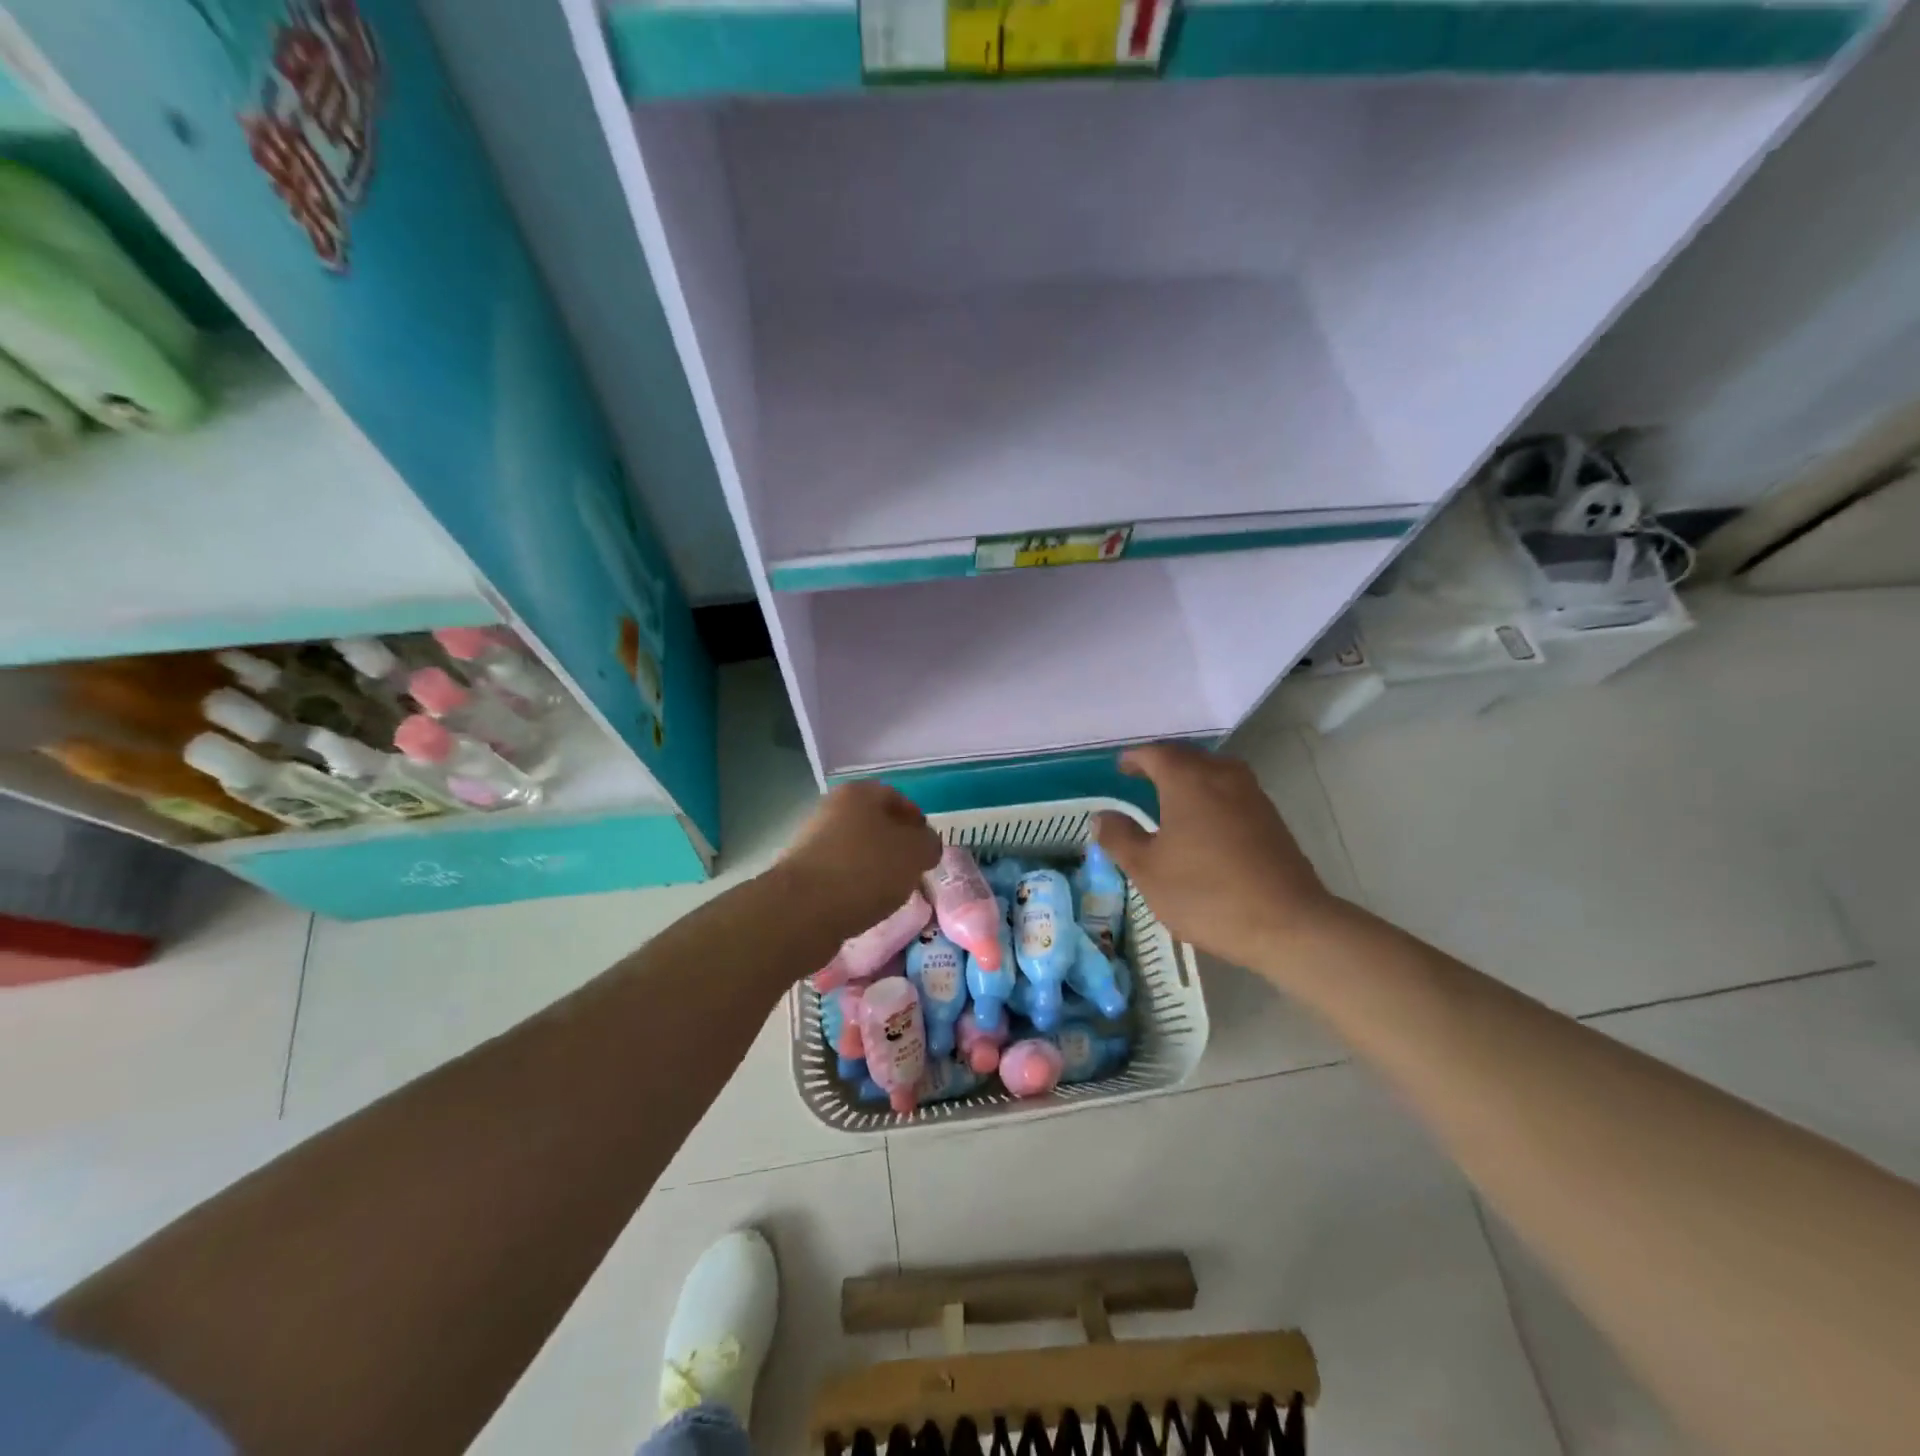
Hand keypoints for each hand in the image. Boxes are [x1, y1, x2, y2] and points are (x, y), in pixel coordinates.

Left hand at [781, 781, 941, 937]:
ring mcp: (812, 841)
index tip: (928, 847)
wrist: (803, 910)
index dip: (917, 820)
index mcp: (858, 793)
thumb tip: (925, 845)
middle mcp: (831, 809)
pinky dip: (855, 886)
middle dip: (896, 846)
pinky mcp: (802, 873)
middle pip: (873, 824)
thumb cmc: (866, 869)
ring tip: (892, 893)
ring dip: (876, 867)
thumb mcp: (915, 853)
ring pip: (856, 850)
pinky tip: (866, 905)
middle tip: (913, 870)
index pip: (896, 798)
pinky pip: (840, 874)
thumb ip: (929, 843)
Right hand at [1092, 743, 1338, 969]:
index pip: (1155, 753)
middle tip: (1140, 782)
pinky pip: (1231, 794)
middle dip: (1162, 766)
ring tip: (1170, 803)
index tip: (1120, 769)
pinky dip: (1211, 799)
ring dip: (1189, 781)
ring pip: (1213, 774)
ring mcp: (1253, 796)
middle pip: (1187, 758)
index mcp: (1188, 779)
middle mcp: (1222, 775)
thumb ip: (1120, 838)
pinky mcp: (1271, 819)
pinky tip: (1203, 827)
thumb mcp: (1147, 870)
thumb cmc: (1206, 893)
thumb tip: (1103, 816)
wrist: (1288, 924)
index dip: (1134, 759)